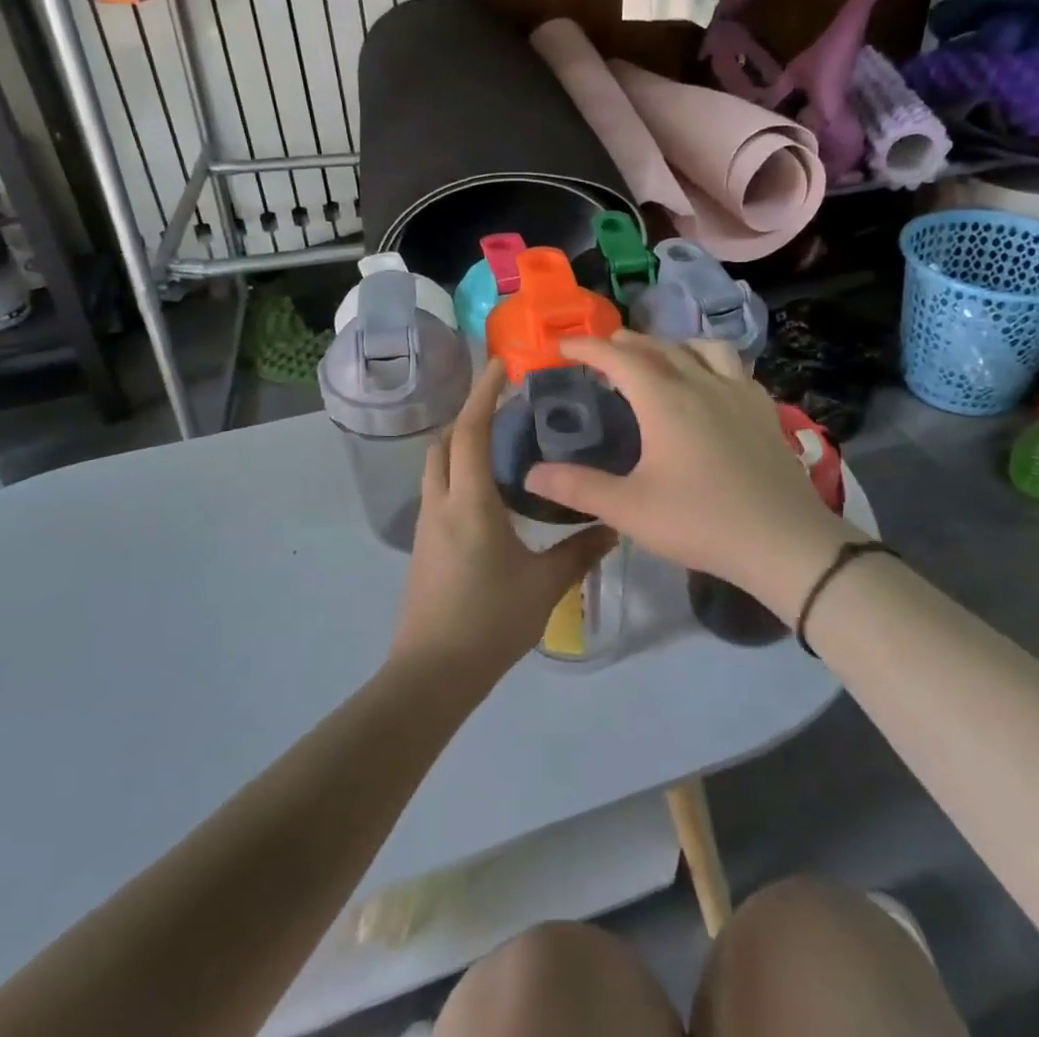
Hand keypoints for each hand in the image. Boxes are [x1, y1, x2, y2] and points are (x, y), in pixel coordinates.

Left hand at [390, 359, 613, 685]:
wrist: (431, 674)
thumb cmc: (489, 622)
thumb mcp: (544, 586)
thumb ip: (580, 551)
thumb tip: (614, 526)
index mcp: (469, 502)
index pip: (470, 430)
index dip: (483, 392)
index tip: (500, 364)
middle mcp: (440, 503)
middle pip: (445, 441)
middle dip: (469, 414)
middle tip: (506, 405)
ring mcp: (426, 524)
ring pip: (437, 465)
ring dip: (461, 443)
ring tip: (500, 441)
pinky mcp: (423, 545)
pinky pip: (438, 489)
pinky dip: (458, 471)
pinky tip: (488, 491)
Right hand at [522, 332, 848, 617]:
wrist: (783, 541)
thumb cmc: (700, 522)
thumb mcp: (629, 509)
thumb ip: (578, 487)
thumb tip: (530, 474)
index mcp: (664, 399)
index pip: (617, 357)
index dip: (586, 347)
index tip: (562, 346)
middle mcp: (700, 382)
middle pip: (657, 346)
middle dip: (624, 342)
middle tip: (601, 352)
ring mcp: (737, 392)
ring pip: (701, 347)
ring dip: (671, 344)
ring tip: (657, 358)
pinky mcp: (763, 408)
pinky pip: (733, 366)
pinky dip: (709, 361)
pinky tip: (709, 384)